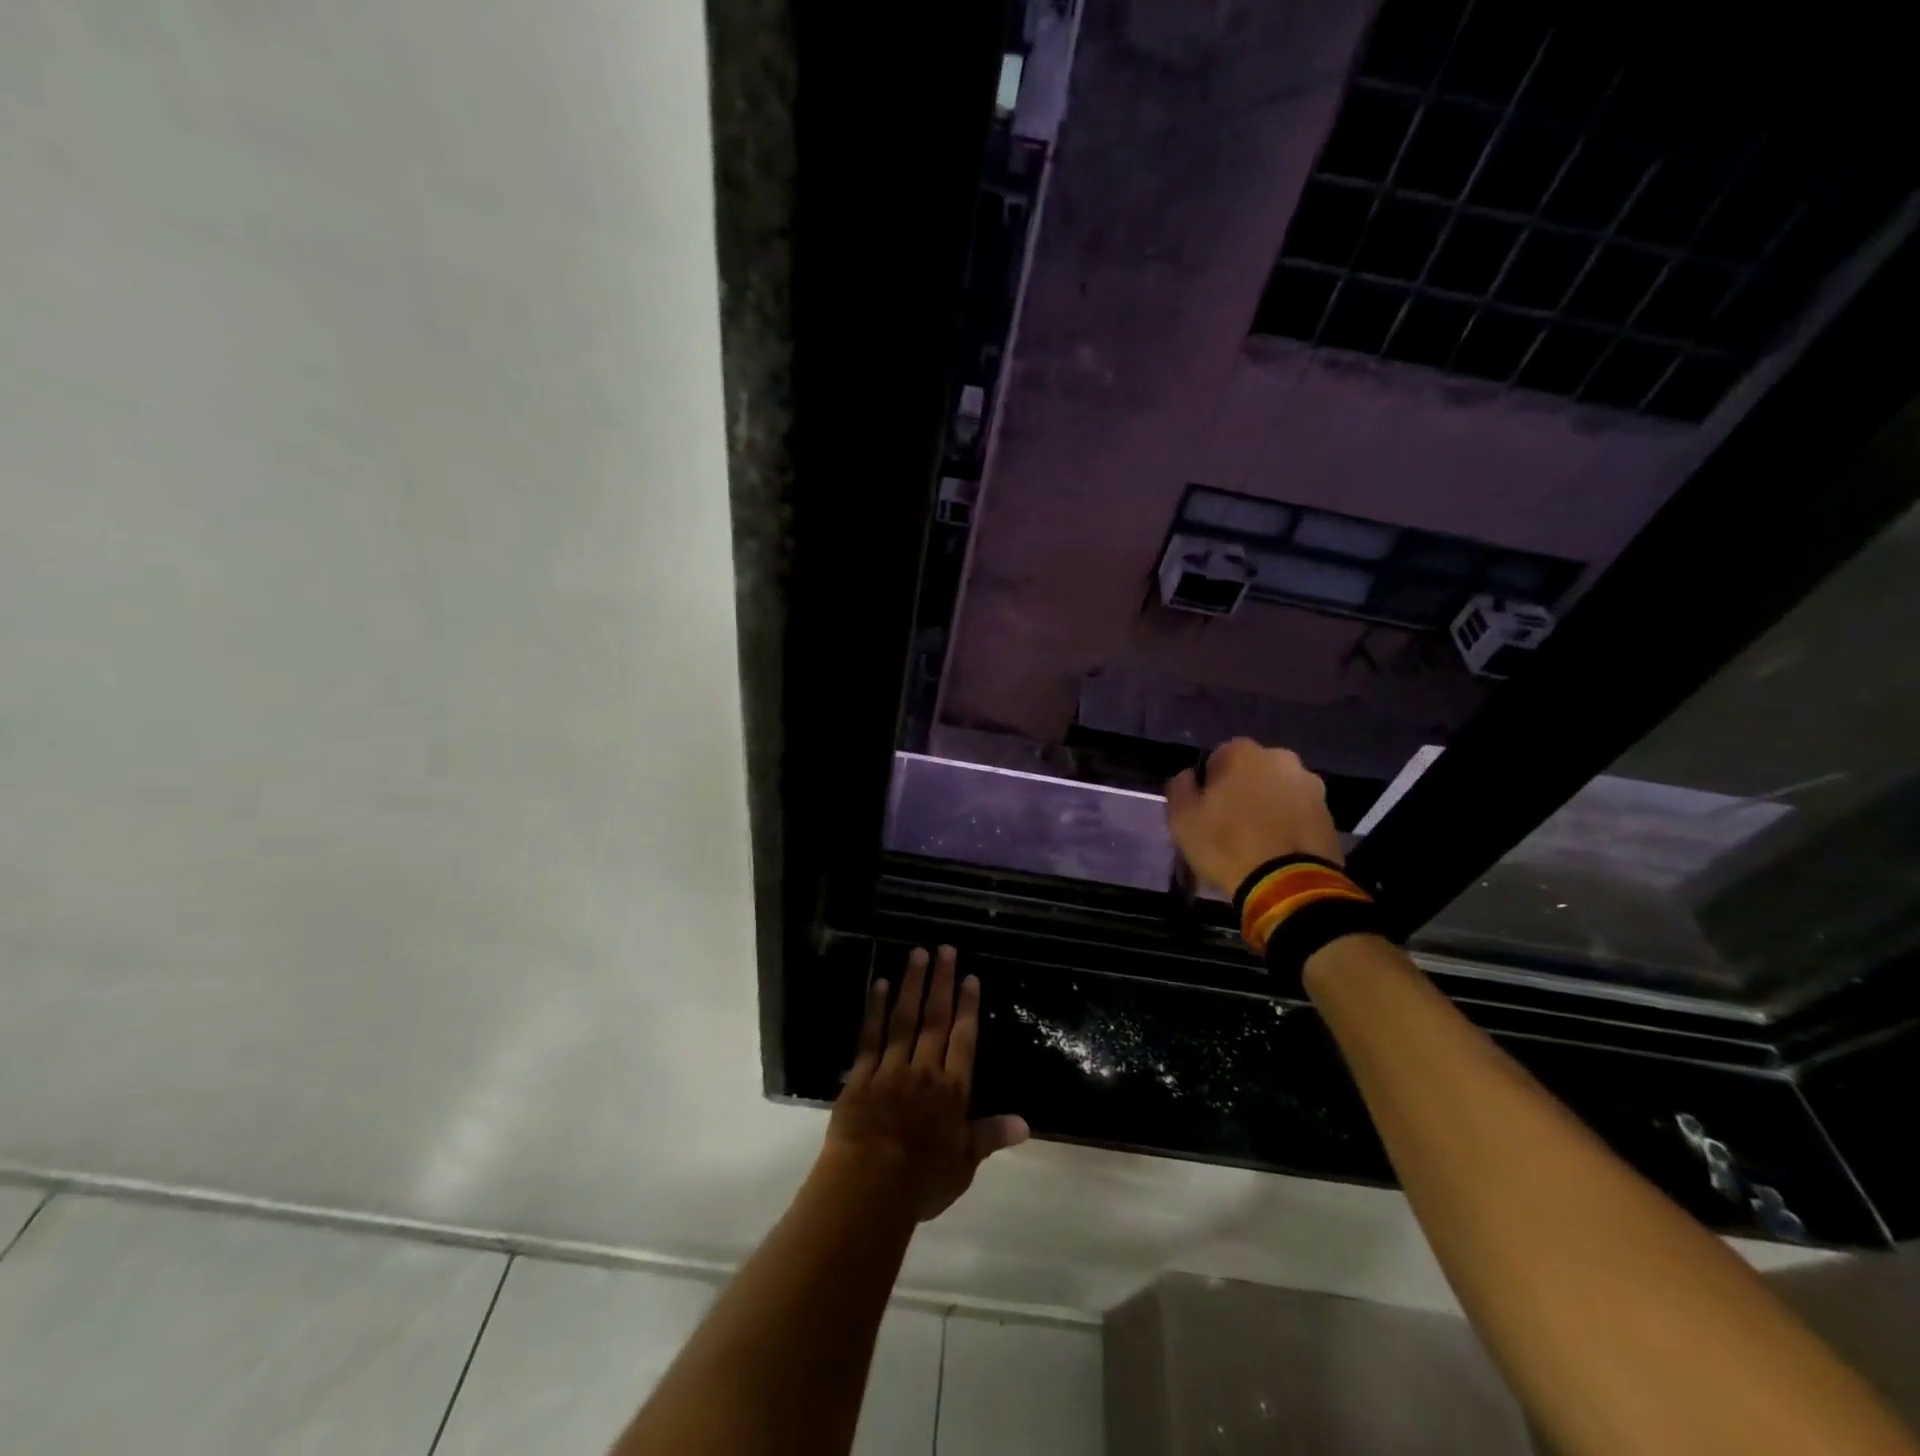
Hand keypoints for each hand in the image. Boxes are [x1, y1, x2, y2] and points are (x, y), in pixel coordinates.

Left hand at [825, 946, 1029, 1221]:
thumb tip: (1026, 1123)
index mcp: (952, 1091)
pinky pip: (871, 1036)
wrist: (868, 1188)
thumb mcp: (964, 1164)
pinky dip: (876, 1010)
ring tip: (916, 953)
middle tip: (944, 949)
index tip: (970, 977)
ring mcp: (890, 1070)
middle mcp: (924, 1071)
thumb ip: (991, 1136)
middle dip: (941, 982)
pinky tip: (881, 985)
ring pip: (904, 1019)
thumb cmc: (921, 1181)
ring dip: (912, 985)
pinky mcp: (861, 1076)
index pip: (964, 1040)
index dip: (968, 1007)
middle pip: (935, 1019)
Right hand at [1165, 737, 1343, 895]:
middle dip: (1241, 791)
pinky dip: (1287, 826)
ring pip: (1278, 792)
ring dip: (1267, 808)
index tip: (1203, 810)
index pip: (1216, 758)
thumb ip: (1180, 788)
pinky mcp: (1329, 815)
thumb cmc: (1226, 844)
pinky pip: (1298, 815)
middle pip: (1251, 773)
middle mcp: (1281, 758)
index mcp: (1243, 752)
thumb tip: (1189, 777)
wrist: (1288, 885)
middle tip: (1228, 824)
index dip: (1208, 785)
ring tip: (1254, 842)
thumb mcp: (1181, 818)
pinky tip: (1275, 851)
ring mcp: (1311, 786)